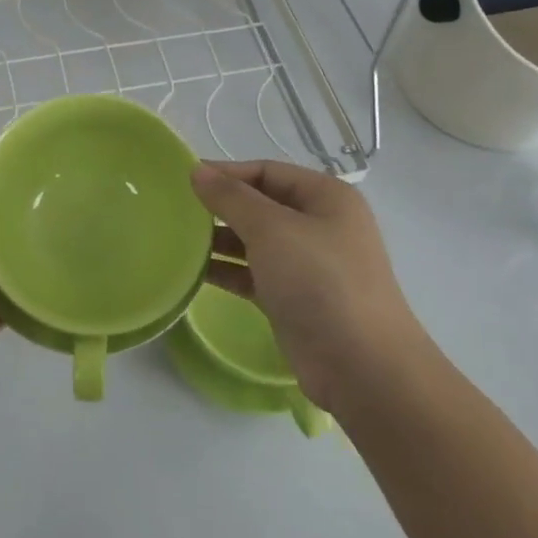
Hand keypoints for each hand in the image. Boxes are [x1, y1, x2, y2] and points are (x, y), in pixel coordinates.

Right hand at [191, 161, 422, 404]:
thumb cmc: (319, 282)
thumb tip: (197, 171)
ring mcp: (308, 264)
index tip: (183, 180)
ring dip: (220, 239)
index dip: (226, 172)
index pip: (267, 171)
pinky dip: (228, 270)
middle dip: (221, 206)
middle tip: (175, 210)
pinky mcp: (294, 298)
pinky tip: (195, 271)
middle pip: (261, 204)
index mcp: (326, 197)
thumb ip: (231, 197)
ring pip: (255, 241)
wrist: (361, 366)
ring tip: (178, 240)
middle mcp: (319, 225)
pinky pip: (254, 273)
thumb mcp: (271, 229)